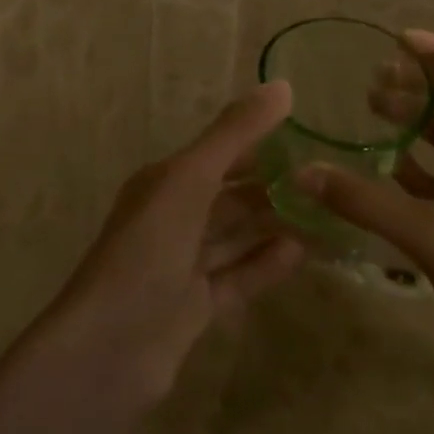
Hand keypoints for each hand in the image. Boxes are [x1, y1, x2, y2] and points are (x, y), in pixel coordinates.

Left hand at [50, 82, 305, 400]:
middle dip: (272, 187)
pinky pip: (238, 277)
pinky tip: (301, 254)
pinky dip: (265, 265)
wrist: (109, 349)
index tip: (306, 138)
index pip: (220, 152)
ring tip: (324, 215)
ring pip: (236, 237)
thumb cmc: (148, 248)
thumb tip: (283, 85)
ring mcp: (182, 266)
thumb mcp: (191, 179)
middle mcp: (172, 218)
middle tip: (324, 181)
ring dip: (273, 225)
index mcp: (165, 182)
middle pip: (230, 196)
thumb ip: (235, 133)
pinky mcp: (194, 308)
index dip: (259, 142)